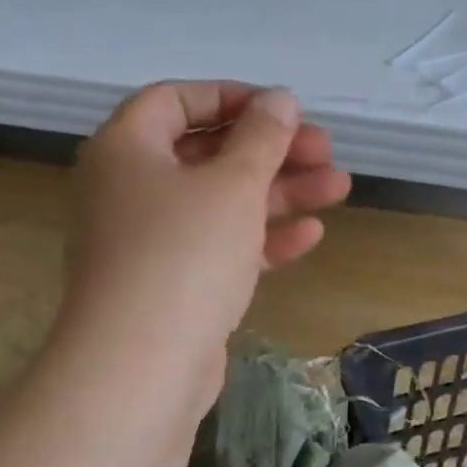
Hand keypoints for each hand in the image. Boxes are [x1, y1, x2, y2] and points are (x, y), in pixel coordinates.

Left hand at [58, 82, 350, 408]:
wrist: (140, 369)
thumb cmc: (184, 253)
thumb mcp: (233, 183)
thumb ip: (262, 136)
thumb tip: (279, 99)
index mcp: (126, 149)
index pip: (175, 100)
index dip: (231, 97)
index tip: (281, 110)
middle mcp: (128, 189)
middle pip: (207, 153)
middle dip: (270, 150)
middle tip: (326, 150)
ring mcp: (147, 242)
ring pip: (219, 202)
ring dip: (278, 192)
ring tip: (340, 186)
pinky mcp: (169, 286)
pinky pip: (217, 247)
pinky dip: (260, 238)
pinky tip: (311, 235)